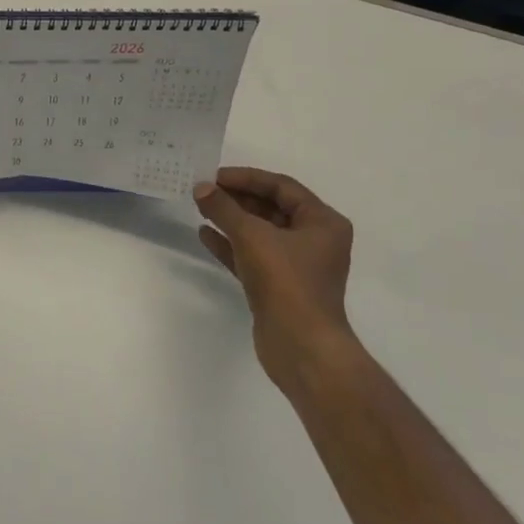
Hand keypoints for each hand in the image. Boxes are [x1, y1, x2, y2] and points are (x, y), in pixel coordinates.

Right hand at [194, 167, 355, 371]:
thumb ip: (224, 208)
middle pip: (271, 208)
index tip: (214, 176)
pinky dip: (230, 244)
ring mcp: (296, 265)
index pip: (281, 187)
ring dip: (231, 220)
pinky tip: (205, 235)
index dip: (246, 178)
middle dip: (237, 199)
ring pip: (260, 232)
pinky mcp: (279, 286)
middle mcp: (314, 240)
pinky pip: (252, 255)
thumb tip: (201, 188)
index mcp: (322, 222)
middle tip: (204, 191)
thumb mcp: (252, 236)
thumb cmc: (286, 281)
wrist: (301, 347)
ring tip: (201, 208)